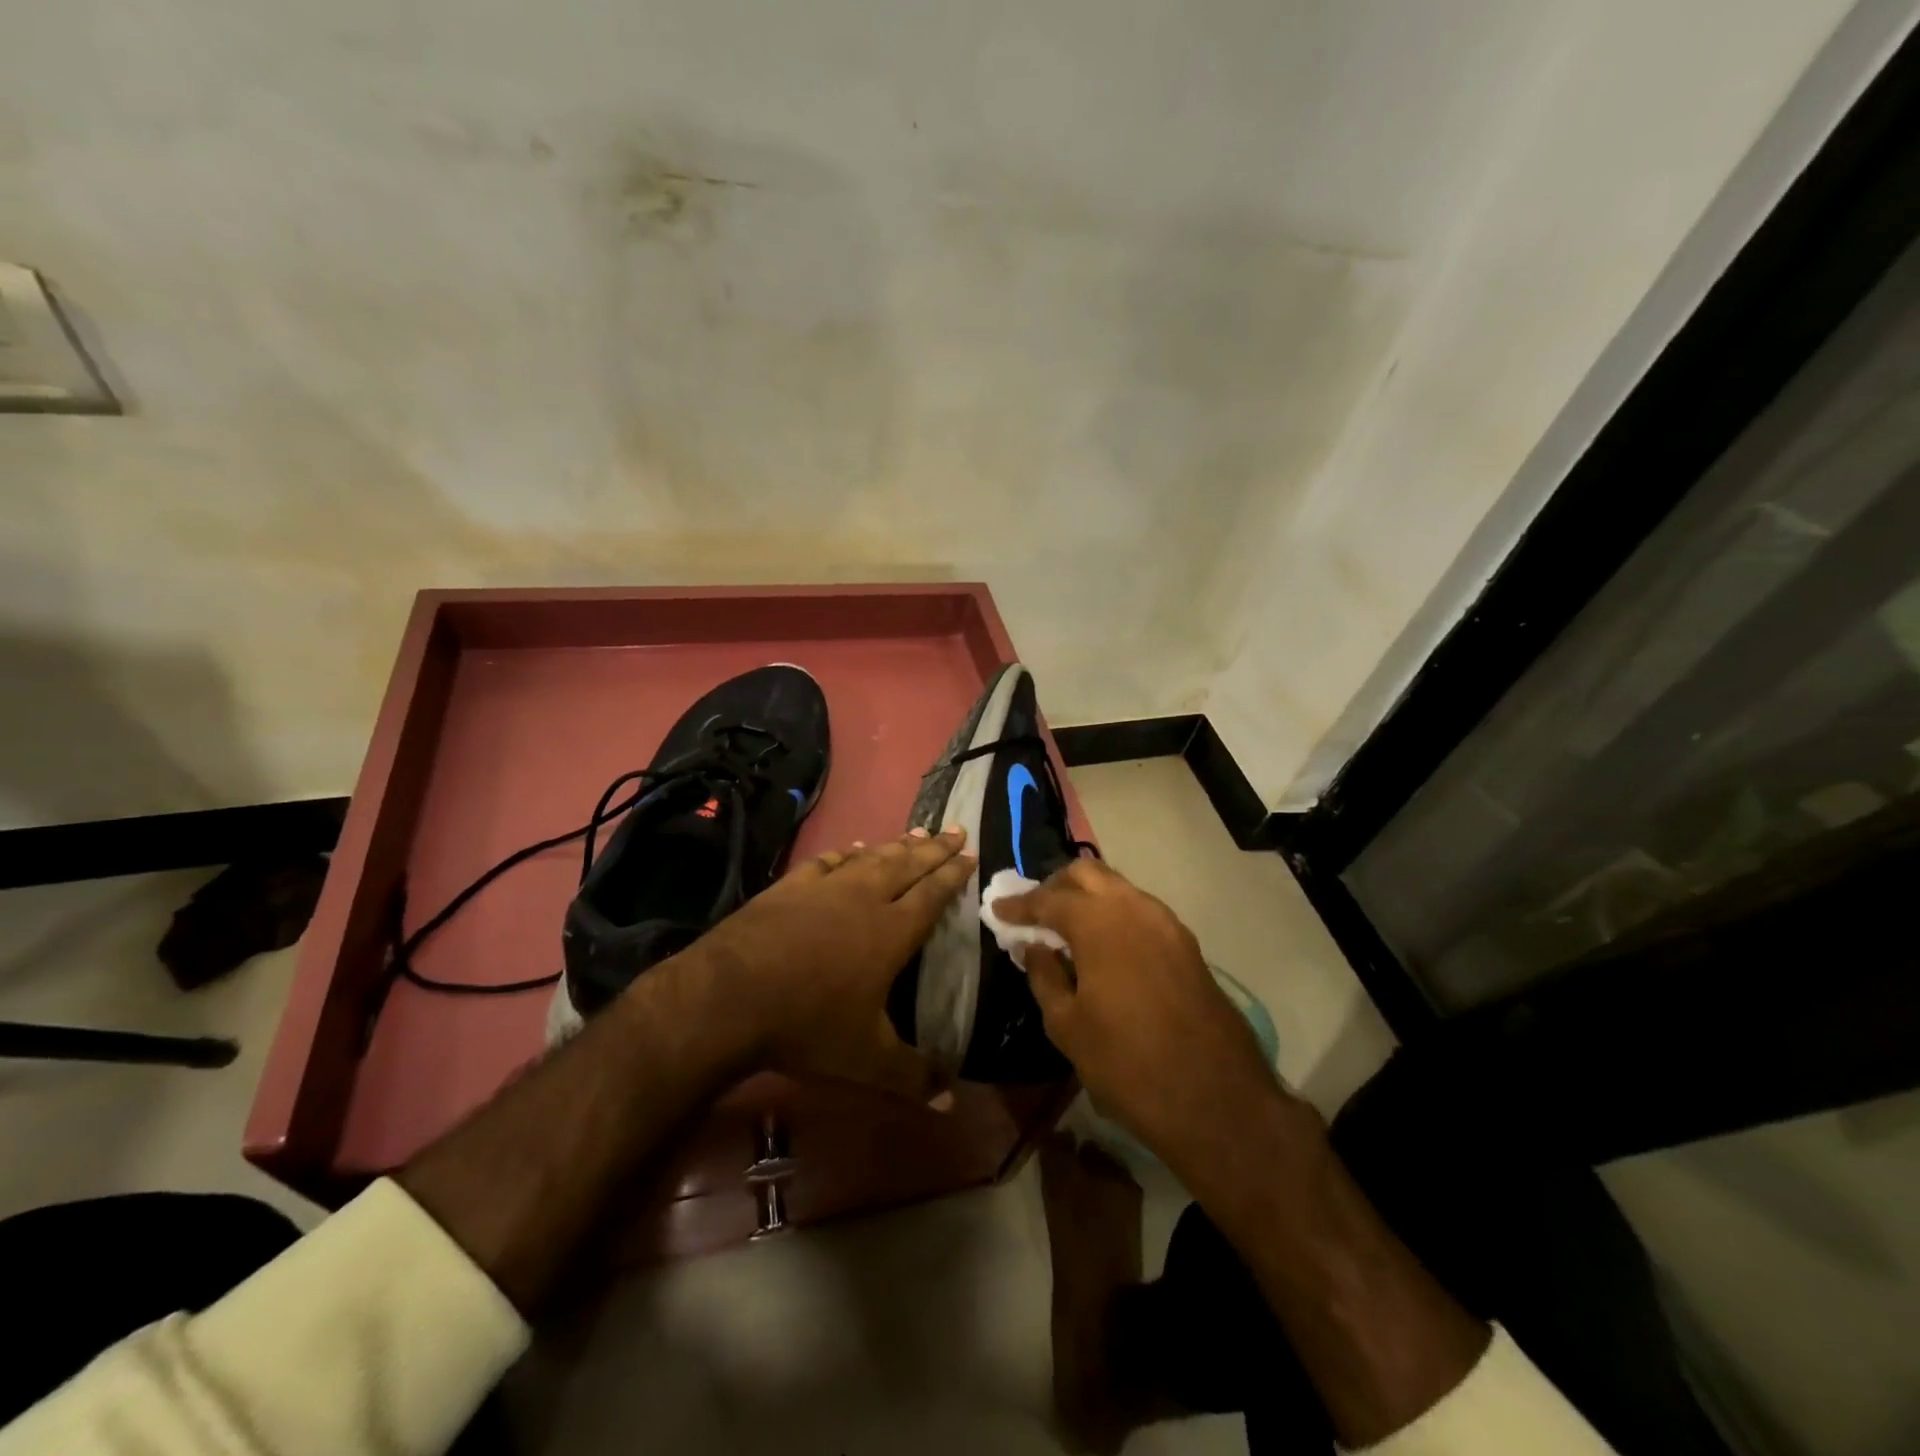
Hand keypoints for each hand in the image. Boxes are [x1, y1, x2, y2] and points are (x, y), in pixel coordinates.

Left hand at [690, 826, 974, 1101]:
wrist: (730, 996)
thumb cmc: (807, 1025)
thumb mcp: (866, 1061)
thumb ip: (912, 1077)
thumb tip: (953, 1103)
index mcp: (891, 932)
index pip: (932, 894)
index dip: (953, 873)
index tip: (971, 853)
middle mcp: (864, 899)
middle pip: (907, 865)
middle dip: (935, 849)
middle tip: (956, 829)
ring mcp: (825, 888)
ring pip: (871, 857)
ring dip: (896, 845)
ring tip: (917, 833)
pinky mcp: (791, 886)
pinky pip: (828, 861)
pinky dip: (846, 852)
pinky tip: (852, 847)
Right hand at [993, 860, 1290, 1184]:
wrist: (1216, 1097)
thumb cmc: (1127, 1063)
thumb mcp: (1067, 1026)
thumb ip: (1044, 976)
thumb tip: (1033, 947)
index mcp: (1099, 922)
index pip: (1049, 898)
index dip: (1020, 904)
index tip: (998, 909)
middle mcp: (1133, 907)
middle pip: (1086, 873)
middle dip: (1055, 886)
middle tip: (1034, 913)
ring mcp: (1166, 922)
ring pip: (1117, 887)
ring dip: (1087, 897)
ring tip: (1066, 929)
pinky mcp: (1185, 943)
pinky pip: (1139, 910)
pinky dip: (1113, 913)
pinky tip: (1103, 945)